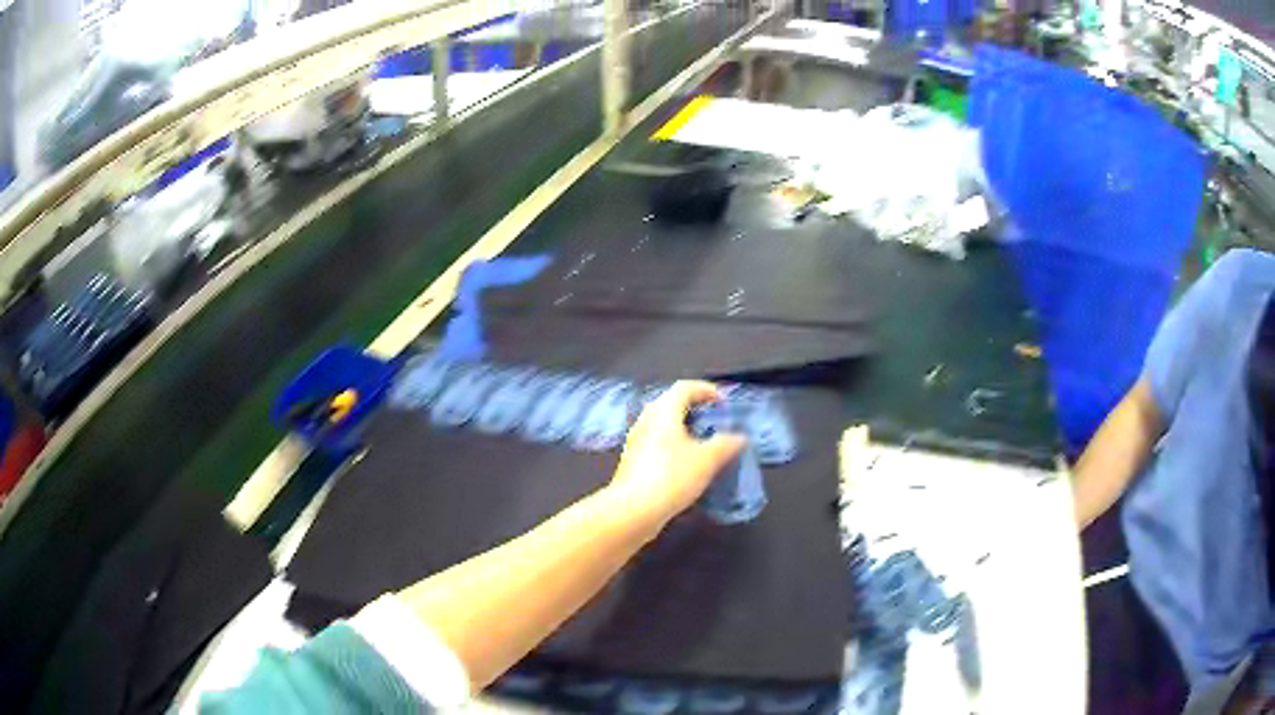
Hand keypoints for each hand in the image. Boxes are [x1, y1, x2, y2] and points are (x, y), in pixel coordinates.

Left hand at [607, 381, 745, 531]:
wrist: (633, 511)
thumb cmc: (671, 477)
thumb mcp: (707, 460)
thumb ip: (726, 444)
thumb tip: (739, 437)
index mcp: (663, 412)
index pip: (684, 387)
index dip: (706, 390)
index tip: (724, 403)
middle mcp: (646, 421)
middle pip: (670, 403)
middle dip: (694, 408)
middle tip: (713, 421)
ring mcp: (636, 442)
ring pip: (661, 425)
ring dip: (682, 428)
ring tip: (702, 443)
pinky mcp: (632, 462)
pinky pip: (655, 443)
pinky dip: (672, 445)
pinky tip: (684, 464)